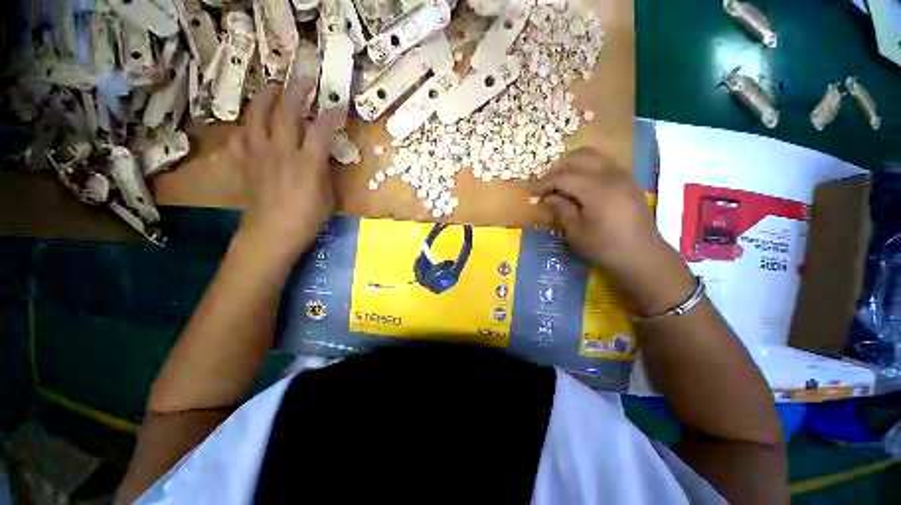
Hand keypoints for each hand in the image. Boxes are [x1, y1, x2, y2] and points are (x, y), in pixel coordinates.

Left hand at [229, 78, 336, 251]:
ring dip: (265, 98)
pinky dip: (247, 126)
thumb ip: (325, 171)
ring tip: (271, 87)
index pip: (321, 130)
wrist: (273, 233)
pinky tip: (251, 124)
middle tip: (304, 80)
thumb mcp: (328, 196)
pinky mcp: (247, 162)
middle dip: (296, 92)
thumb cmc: (308, 218)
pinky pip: (242, 136)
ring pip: (258, 117)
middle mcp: (282, 152)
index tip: (338, 107)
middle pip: (286, 113)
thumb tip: (323, 156)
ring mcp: (261, 154)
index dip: (331, 116)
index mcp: (308, 163)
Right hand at [529, 148, 695, 314]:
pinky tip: (580, 186)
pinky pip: (603, 164)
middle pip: (579, 157)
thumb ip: (561, 209)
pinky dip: (586, 168)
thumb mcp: (576, 232)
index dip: (544, 182)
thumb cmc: (605, 247)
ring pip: (593, 156)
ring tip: (560, 182)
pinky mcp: (628, 181)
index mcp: (597, 189)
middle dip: (558, 168)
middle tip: (545, 184)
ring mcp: (622, 176)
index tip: (531, 191)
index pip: (564, 176)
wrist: (642, 256)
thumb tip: (548, 197)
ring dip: (572, 165)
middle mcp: (611, 175)